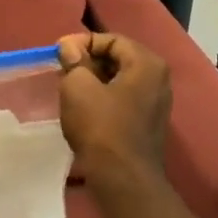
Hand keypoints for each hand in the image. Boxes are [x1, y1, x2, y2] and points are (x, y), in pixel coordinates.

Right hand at [57, 32, 170, 182]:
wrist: (122, 178)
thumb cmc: (100, 126)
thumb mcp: (78, 86)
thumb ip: (74, 61)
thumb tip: (69, 47)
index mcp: (147, 64)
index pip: (111, 39)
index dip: (82, 42)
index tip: (58, 54)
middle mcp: (159, 79)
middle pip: (118, 58)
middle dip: (88, 61)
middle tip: (62, 70)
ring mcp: (157, 103)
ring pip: (120, 80)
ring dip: (93, 80)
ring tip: (69, 89)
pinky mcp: (148, 124)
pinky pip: (123, 99)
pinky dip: (103, 98)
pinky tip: (83, 109)